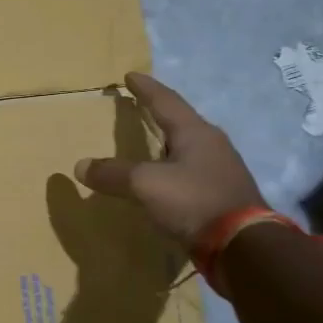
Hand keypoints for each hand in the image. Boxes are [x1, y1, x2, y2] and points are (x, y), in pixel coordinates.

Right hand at [75, 72, 265, 251]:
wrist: (243, 247)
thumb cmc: (193, 201)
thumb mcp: (145, 184)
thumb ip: (113, 174)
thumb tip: (80, 166)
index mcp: (195, 132)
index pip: (166, 100)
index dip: (145, 88)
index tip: (130, 75)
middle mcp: (213, 144)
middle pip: (181, 121)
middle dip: (160, 114)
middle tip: (140, 107)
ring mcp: (222, 170)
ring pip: (189, 148)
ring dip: (168, 143)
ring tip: (150, 144)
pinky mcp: (224, 195)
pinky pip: (192, 172)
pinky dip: (174, 169)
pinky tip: (166, 180)